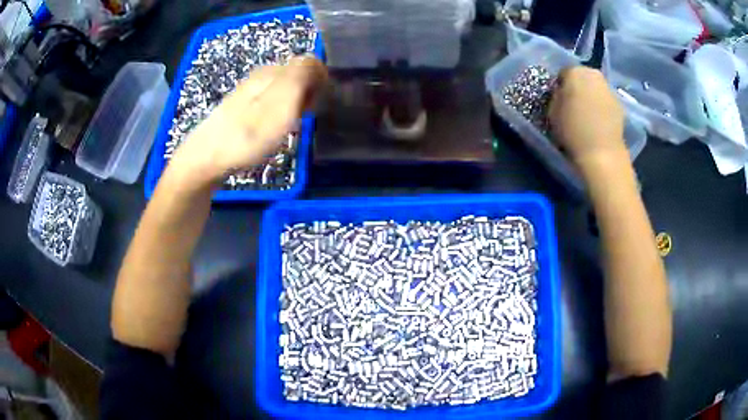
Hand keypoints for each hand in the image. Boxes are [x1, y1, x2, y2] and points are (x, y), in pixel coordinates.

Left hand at [168, 56, 327, 185]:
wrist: (207, 158)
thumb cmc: (248, 134)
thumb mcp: (283, 101)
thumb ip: (302, 75)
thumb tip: (317, 63)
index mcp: (273, 71)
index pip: (311, 64)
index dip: (320, 83)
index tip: (316, 106)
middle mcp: (262, 75)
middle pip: (298, 75)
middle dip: (308, 94)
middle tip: (301, 119)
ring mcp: (250, 91)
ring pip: (285, 90)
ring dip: (294, 106)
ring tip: (286, 127)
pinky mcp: (242, 107)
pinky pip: (271, 102)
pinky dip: (279, 114)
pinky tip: (269, 131)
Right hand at [549, 66, 626, 170]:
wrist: (602, 153)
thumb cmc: (572, 130)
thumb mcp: (552, 111)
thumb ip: (556, 97)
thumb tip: (561, 93)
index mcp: (575, 71)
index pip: (563, 73)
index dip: (560, 86)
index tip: (560, 100)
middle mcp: (594, 74)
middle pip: (582, 77)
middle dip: (578, 88)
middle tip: (573, 106)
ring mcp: (609, 89)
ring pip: (596, 89)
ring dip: (591, 97)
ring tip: (588, 116)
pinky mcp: (620, 105)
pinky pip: (606, 102)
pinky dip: (602, 108)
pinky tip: (599, 123)